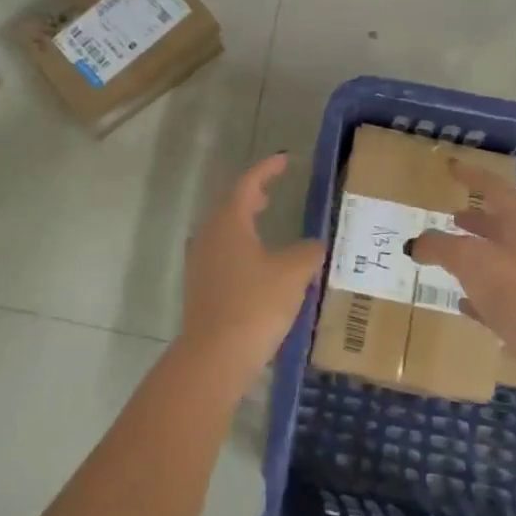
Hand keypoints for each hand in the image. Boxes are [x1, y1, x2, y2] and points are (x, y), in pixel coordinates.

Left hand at [179, 153, 324, 383]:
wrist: (215, 356)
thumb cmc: (255, 304)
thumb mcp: (293, 273)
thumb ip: (308, 252)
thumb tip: (315, 245)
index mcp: (229, 222)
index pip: (247, 184)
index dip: (266, 169)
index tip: (284, 160)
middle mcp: (209, 235)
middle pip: (231, 205)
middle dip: (252, 193)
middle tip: (273, 188)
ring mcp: (200, 262)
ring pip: (224, 229)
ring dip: (245, 220)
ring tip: (265, 219)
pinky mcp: (201, 287)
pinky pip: (222, 252)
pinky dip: (241, 245)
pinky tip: (258, 261)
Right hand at [409, 158, 515, 382]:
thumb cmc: (513, 288)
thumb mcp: (466, 258)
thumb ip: (437, 245)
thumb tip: (413, 244)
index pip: (494, 188)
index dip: (471, 176)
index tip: (452, 167)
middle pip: (502, 224)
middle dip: (476, 219)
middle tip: (452, 216)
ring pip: (502, 259)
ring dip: (478, 255)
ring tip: (451, 257)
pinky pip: (502, 296)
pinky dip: (481, 293)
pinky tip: (462, 302)